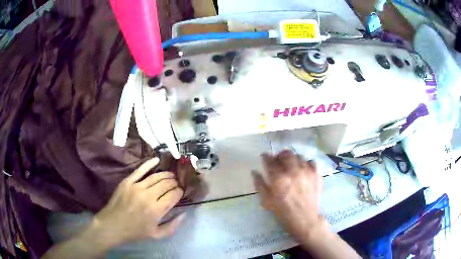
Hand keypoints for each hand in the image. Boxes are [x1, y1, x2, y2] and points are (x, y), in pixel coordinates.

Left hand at [91, 157, 184, 247]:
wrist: (112, 225)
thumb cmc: (135, 232)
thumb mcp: (157, 235)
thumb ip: (172, 226)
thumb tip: (184, 213)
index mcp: (156, 210)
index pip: (173, 195)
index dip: (179, 192)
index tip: (181, 192)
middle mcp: (148, 196)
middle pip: (166, 184)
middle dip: (174, 183)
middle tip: (176, 184)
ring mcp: (136, 187)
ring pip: (156, 176)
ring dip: (166, 174)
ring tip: (171, 175)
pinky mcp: (127, 182)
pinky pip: (140, 170)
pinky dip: (149, 164)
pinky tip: (157, 160)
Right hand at [252, 150, 324, 241]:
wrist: (305, 219)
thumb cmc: (283, 212)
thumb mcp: (266, 201)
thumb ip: (259, 184)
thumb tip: (254, 171)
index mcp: (279, 178)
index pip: (270, 160)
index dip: (265, 157)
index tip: (264, 157)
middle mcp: (293, 171)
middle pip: (286, 154)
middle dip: (279, 155)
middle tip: (278, 161)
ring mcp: (307, 171)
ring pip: (298, 156)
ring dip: (292, 159)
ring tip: (291, 166)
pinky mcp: (316, 174)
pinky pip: (311, 161)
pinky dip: (306, 163)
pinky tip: (303, 170)